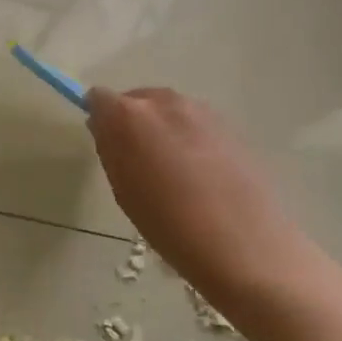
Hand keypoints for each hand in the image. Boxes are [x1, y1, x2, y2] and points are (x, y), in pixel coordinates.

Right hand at [85, 87, 313, 305]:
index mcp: (130, 115)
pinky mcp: (229, 125)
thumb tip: (105, 128)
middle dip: (131, 122)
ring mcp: (201, 110)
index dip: (100, 119)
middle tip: (136, 161)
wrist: (242, 241)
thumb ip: (111, 150)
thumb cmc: (169, 224)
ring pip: (168, 110)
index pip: (100, 99)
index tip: (105, 143)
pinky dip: (188, 138)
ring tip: (170, 171)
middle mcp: (165, 102)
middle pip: (137, 99)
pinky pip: (194, 123)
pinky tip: (198, 174)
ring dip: (161, 129)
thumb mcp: (124, 191)